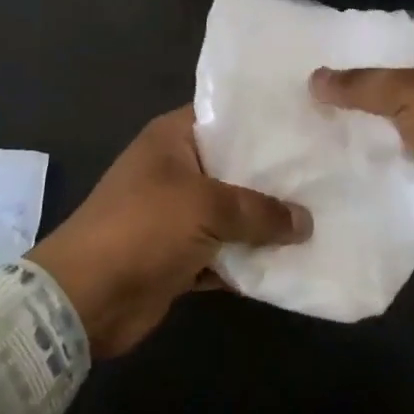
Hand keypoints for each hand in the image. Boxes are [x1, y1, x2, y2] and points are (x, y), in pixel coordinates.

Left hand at [27, 107, 312, 357]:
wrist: (86, 297)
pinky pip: (224, 252)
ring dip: (265, 224)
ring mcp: (177, 214)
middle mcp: (176, 169)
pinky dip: (249, 260)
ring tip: (321, 218)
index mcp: (173, 138)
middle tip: (327, 174)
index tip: (309, 124)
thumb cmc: (143, 227)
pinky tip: (292, 262)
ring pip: (232, 213)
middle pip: (234, 166)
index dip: (265, 121)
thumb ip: (259, 211)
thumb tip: (305, 221)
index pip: (226, 116)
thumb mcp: (206, 207)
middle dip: (274, 178)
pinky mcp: (180, 255)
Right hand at [310, 19, 413, 259]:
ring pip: (398, 114)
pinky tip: (338, 147)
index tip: (333, 38)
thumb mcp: (411, 92)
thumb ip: (361, 83)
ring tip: (315, 109)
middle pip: (402, 73)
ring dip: (365, 116)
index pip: (413, 28)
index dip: (376, 30)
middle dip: (362, 76)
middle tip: (315, 75)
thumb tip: (315, 79)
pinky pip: (401, 149)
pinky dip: (376, 150)